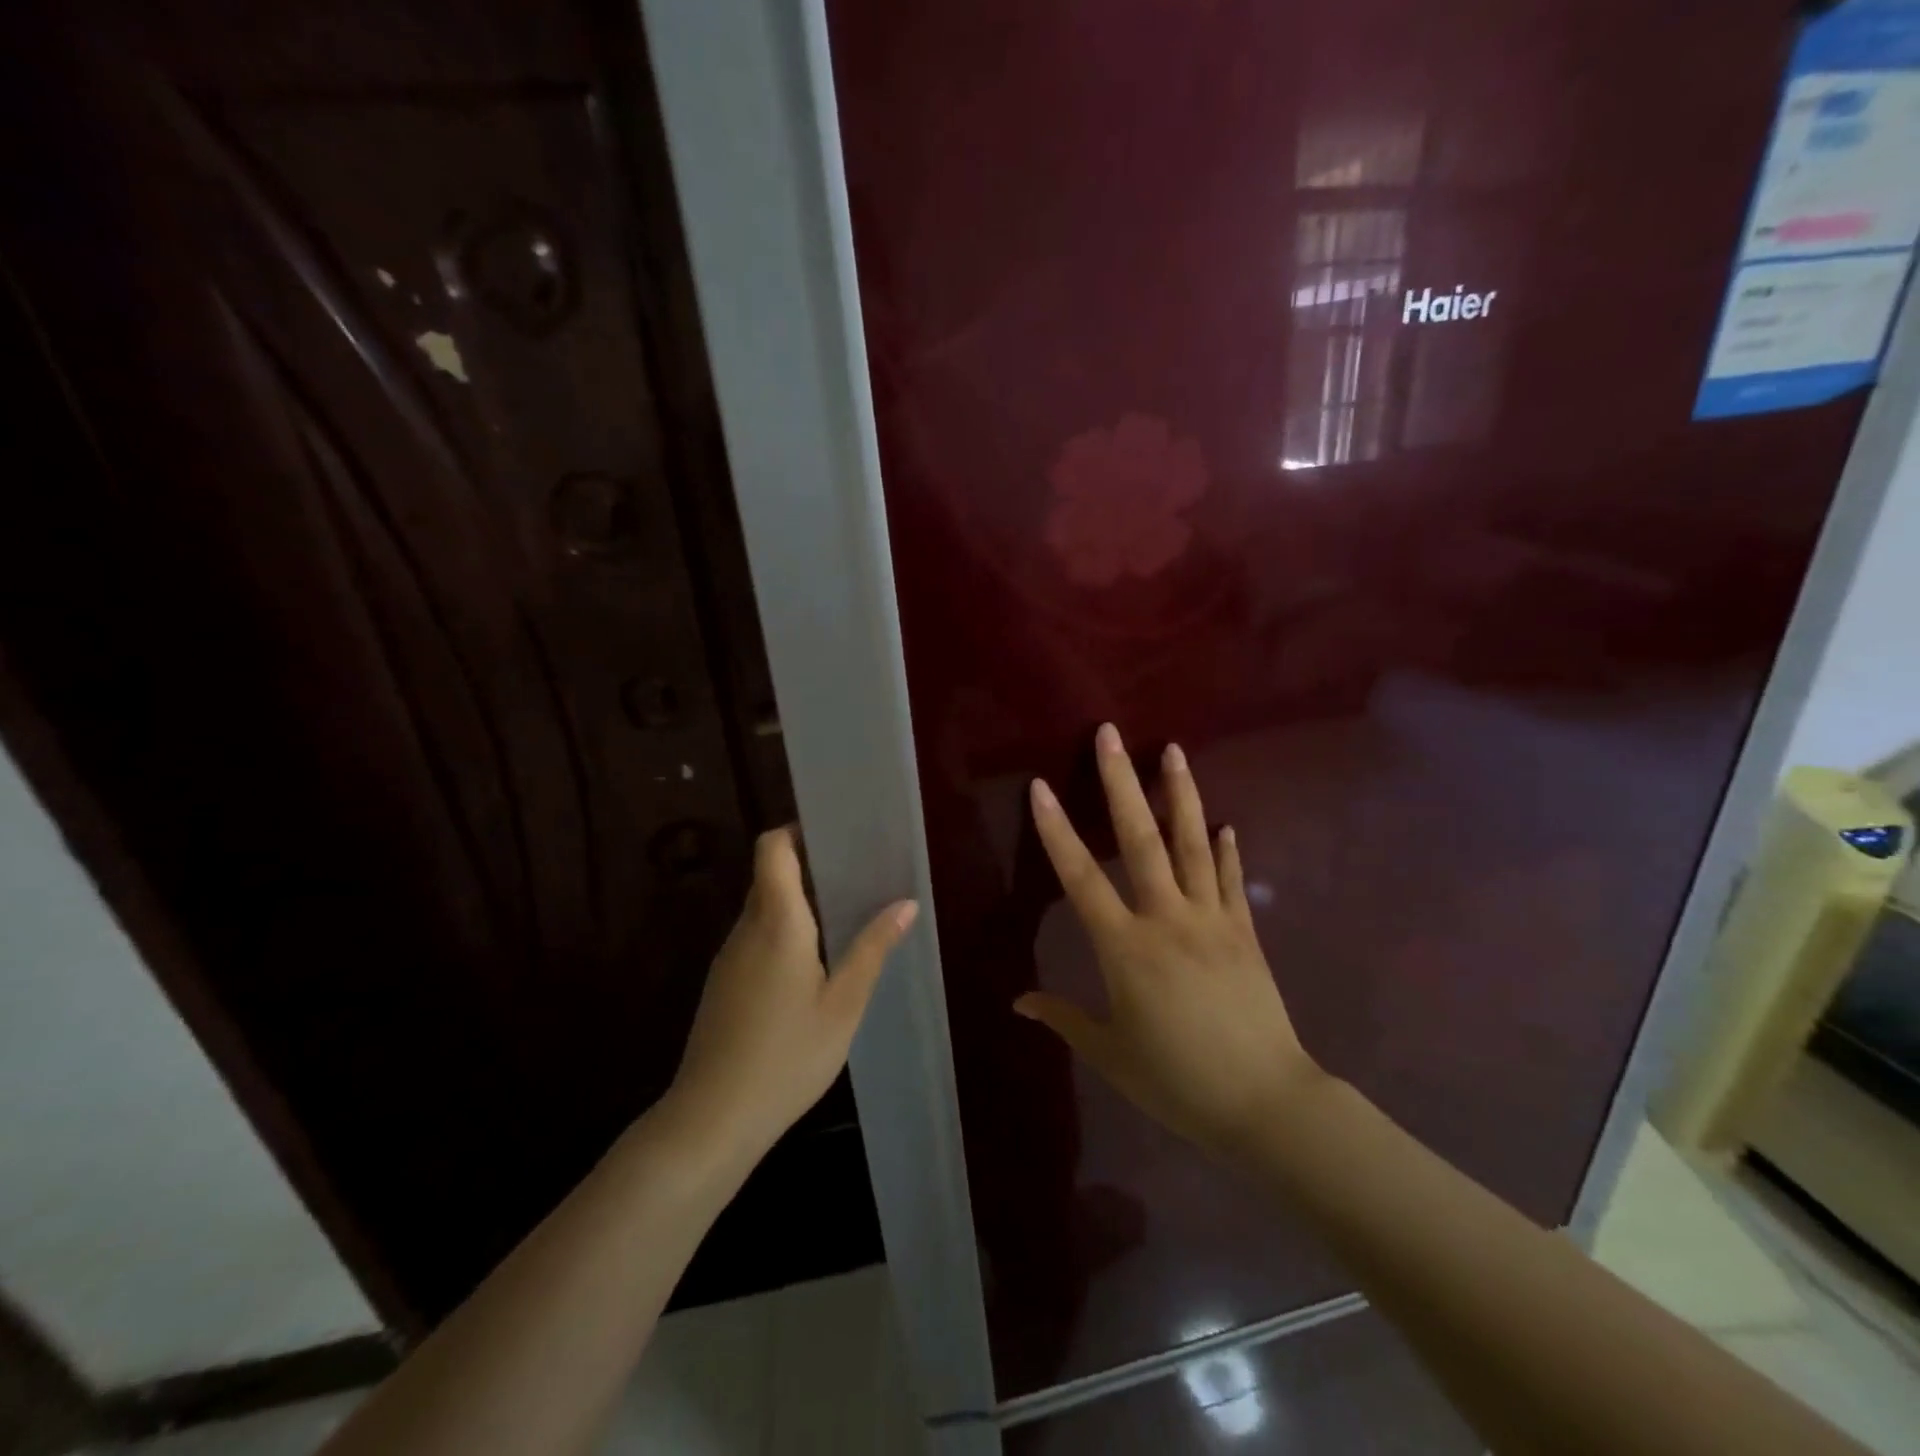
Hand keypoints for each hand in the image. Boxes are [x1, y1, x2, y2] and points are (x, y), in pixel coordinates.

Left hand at [670, 827, 916, 1157]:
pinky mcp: (724, 982)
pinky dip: (785, 931)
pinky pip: (756, 936)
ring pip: (763, 907)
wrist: (713, 1119)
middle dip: (809, 866)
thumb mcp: (844, 1004)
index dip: (797, 831)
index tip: (835, 835)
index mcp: (776, 921)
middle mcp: (746, 928)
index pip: (772, 848)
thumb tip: (906, 903)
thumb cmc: (788, 1056)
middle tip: (856, 875)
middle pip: (770, 874)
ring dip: (799, 902)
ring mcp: (730, 956)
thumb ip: (873, 948)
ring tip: (845, 916)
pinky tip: (814, 963)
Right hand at [1016, 723, 1321, 1159]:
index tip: (1041, 787)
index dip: (1057, 831)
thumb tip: (1018, 1000)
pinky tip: (1227, 822)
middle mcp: (1168, 919)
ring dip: (1180, 794)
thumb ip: (1063, 1018)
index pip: (1082, 878)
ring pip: (1193, 845)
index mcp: (1126, 948)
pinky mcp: (1245, 932)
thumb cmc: (1178, 1081)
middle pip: (1141, 839)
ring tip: (1173, 750)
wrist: (1266, 1104)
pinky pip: (1233, 881)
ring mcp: (1212, 920)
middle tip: (1111, 734)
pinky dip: (1229, 850)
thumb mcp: (1110, 1054)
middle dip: (1122, 782)